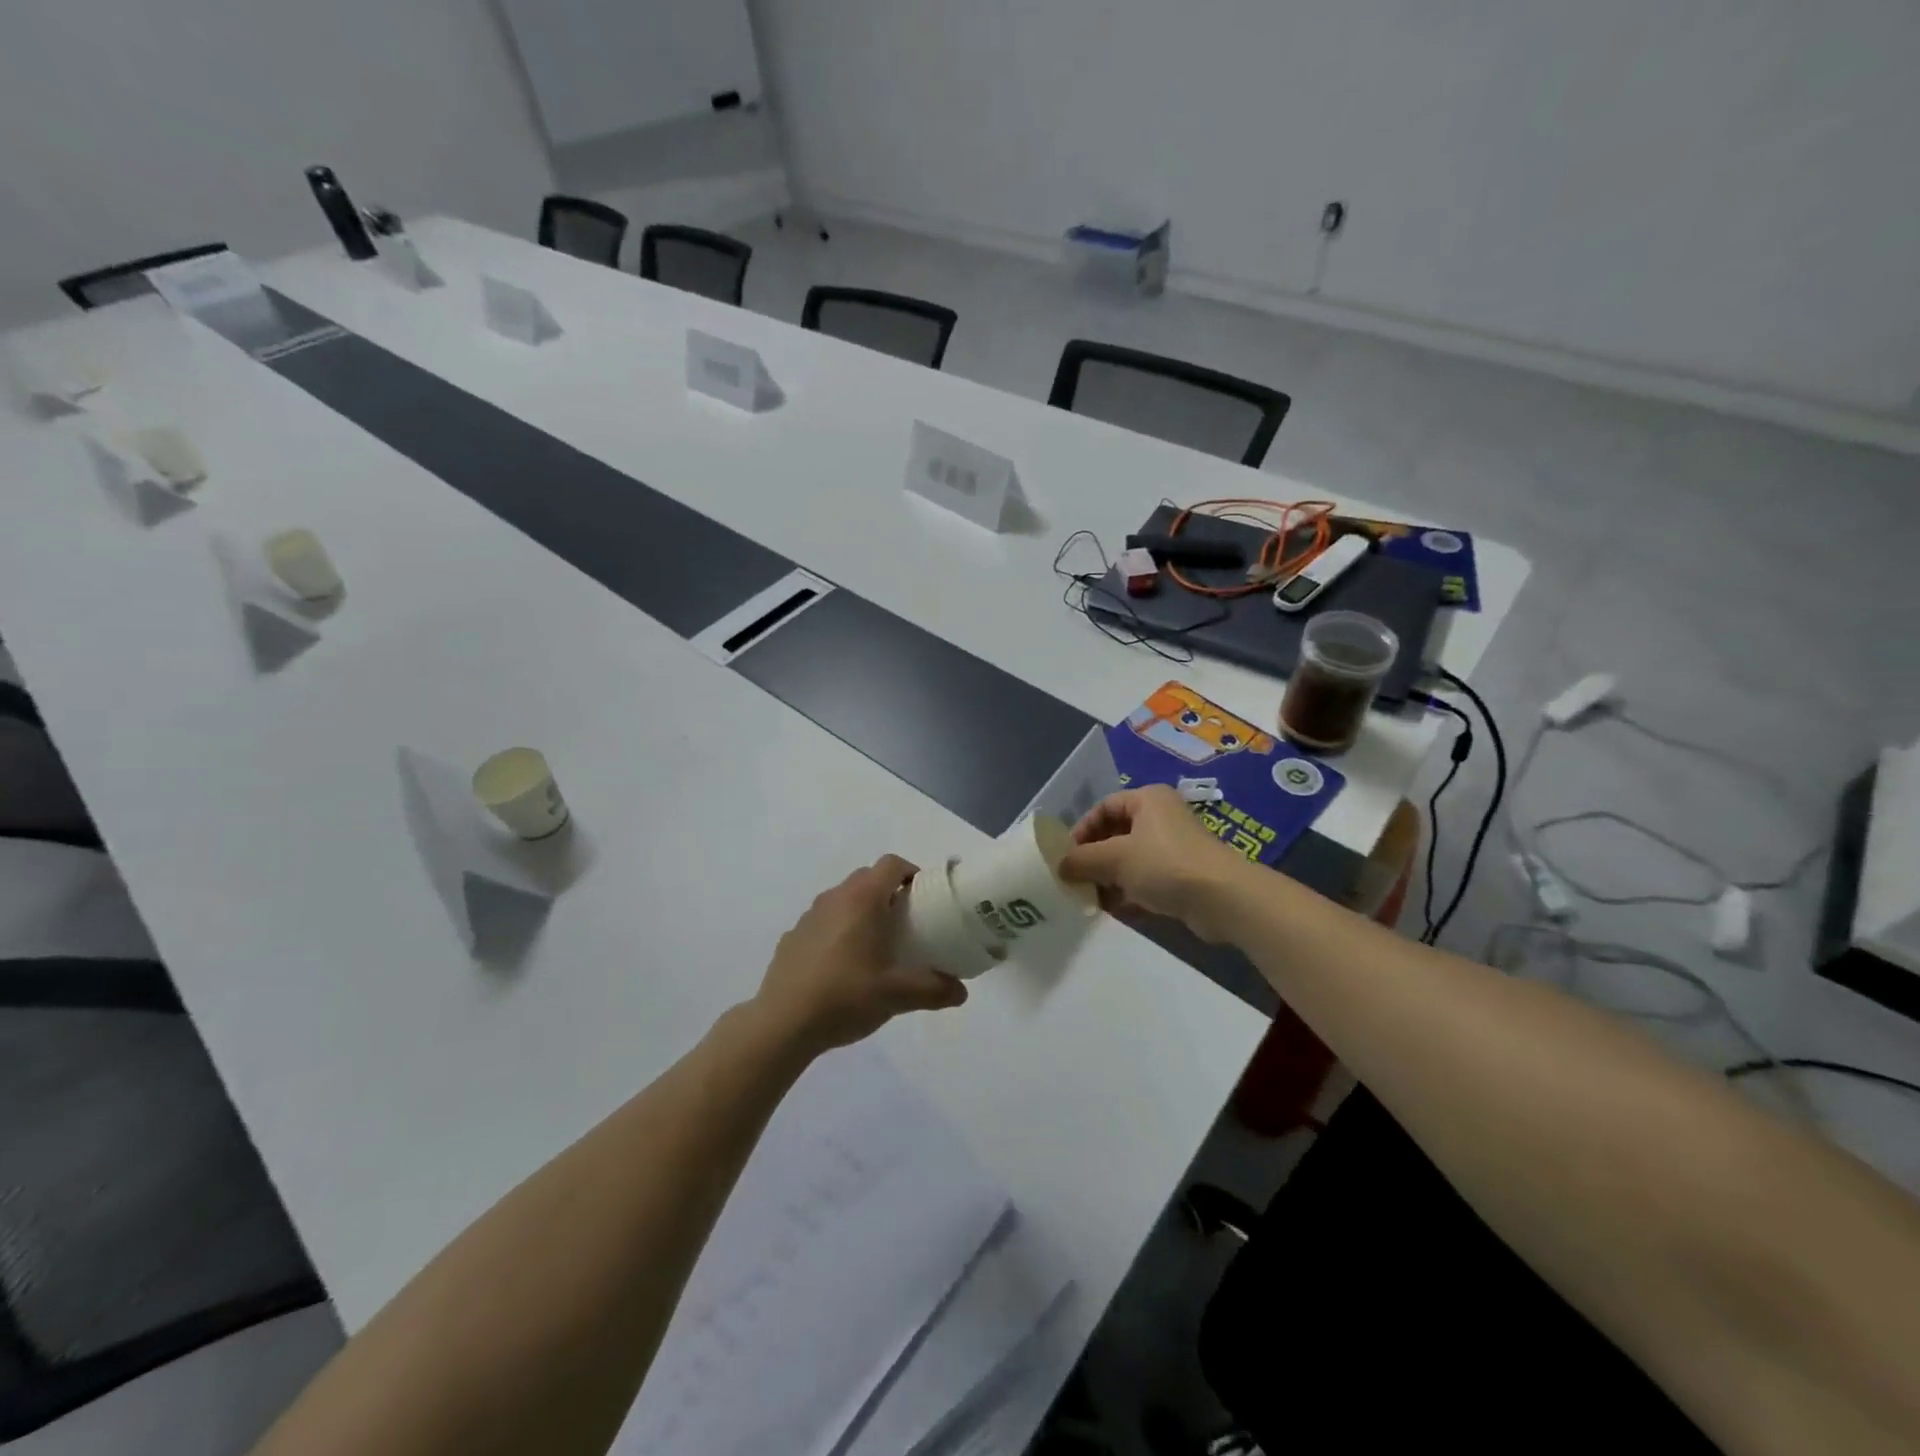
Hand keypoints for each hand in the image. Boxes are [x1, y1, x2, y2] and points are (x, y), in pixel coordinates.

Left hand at [753, 855, 967, 1057]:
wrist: (782, 1024)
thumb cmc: (845, 997)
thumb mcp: (896, 996)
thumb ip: (933, 990)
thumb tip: (961, 992)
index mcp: (862, 900)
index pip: (891, 864)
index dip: (911, 873)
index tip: (925, 897)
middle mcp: (834, 898)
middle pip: (867, 878)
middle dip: (889, 893)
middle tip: (906, 923)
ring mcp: (808, 916)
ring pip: (843, 899)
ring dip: (861, 911)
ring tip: (875, 946)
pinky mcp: (792, 937)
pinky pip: (822, 922)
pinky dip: (837, 931)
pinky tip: (842, 967)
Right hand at [1058, 786, 1249, 938]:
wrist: (1223, 898)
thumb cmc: (1165, 865)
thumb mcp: (1115, 859)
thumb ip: (1081, 860)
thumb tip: (1058, 867)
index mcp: (1148, 800)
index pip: (1104, 808)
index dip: (1081, 830)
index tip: (1066, 856)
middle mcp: (1161, 818)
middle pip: (1116, 834)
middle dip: (1094, 859)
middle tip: (1074, 880)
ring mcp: (1174, 847)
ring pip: (1130, 860)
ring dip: (1109, 879)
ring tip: (1090, 900)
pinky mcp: (1183, 875)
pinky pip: (1146, 879)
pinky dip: (1129, 892)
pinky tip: (1113, 911)